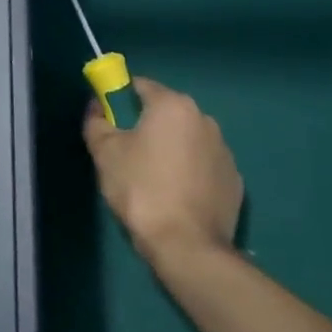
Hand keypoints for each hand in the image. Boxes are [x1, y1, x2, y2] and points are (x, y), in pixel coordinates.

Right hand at [83, 77, 241, 266]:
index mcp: (173, 106)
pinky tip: (176, 195)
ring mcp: (224, 151)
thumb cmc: (141, 189)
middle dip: (146, 124)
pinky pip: (203, 165)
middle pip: (166, 112)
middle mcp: (204, 119)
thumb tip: (96, 106)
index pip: (141, 86)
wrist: (187, 246)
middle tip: (127, 151)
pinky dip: (189, 171)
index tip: (108, 120)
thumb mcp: (105, 153)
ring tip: (152, 178)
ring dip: (170, 148)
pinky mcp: (235, 180)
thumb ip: (96, 122)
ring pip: (187, 139)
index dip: (119, 98)